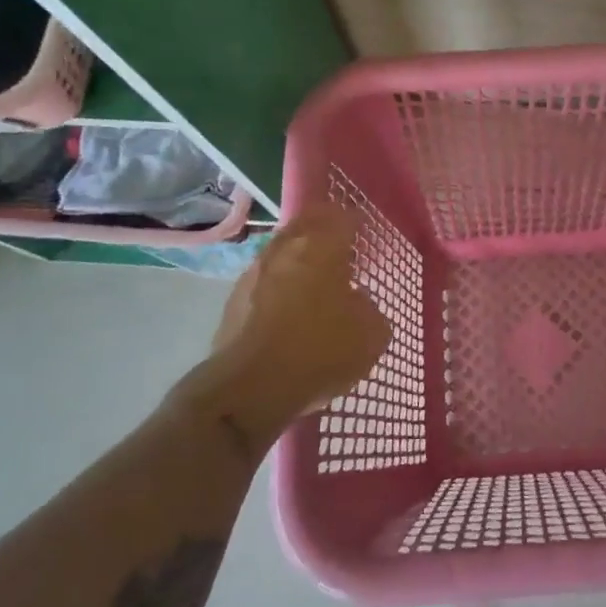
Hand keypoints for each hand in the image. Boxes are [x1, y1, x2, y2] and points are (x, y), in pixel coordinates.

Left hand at [177, 206, 389, 449]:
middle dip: (323, 229)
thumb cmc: (319, 351)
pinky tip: (289, 306)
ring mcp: (254, 272)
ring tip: (315, 277)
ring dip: (298, 257)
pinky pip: (265, 280)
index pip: (343, 218)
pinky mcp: (234, 300)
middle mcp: (285, 249)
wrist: (249, 388)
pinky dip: (279, 284)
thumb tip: (357, 302)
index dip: (356, 222)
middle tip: (340, 245)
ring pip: (282, 251)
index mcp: (322, 246)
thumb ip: (370, 309)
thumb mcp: (371, 335)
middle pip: (306, 224)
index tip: (365, 232)